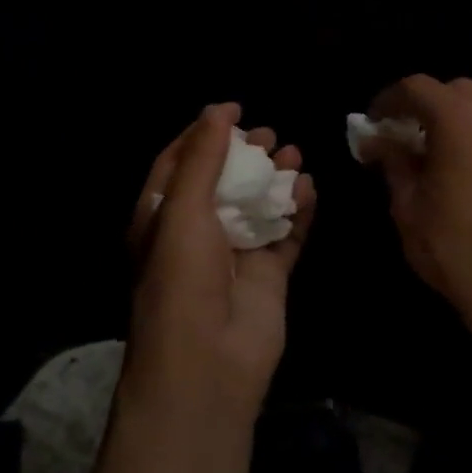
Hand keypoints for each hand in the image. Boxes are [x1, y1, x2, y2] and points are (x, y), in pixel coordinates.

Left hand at [123, 104, 315, 423]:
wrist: (208, 364)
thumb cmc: (182, 278)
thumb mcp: (183, 210)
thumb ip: (203, 158)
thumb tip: (220, 108)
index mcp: (161, 218)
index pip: (179, 164)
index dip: (203, 134)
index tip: (233, 109)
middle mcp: (196, 234)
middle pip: (223, 182)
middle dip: (245, 155)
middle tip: (270, 134)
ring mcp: (234, 256)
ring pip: (257, 206)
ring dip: (275, 179)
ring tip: (294, 152)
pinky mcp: (268, 277)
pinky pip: (285, 235)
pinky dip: (298, 212)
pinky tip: (310, 188)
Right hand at [365, 75, 471, 347]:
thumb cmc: (452, 244)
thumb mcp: (407, 203)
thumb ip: (392, 161)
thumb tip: (377, 140)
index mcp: (458, 119)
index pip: (417, 87)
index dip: (387, 100)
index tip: (369, 124)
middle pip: (451, 90)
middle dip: (421, 104)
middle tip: (396, 134)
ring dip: (445, 119)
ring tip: (420, 153)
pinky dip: (466, 136)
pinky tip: (448, 169)